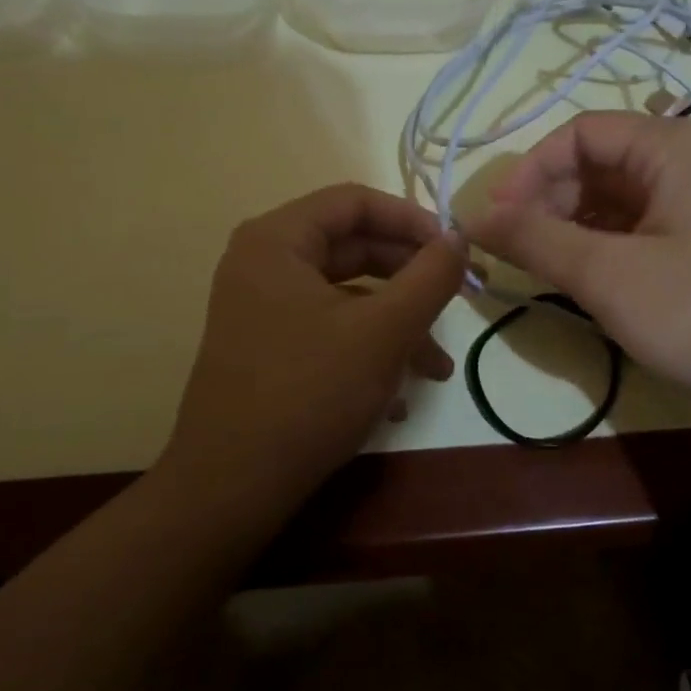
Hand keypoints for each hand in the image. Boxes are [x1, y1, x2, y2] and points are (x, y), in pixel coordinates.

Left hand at [162, 184, 465, 516]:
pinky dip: (367, 350)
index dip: (412, 219)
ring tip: (436, 369)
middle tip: (455, 302)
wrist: (231, 489)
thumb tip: (459, 238)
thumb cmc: (308, 393)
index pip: (355, 201)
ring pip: (346, 295)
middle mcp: (263, 263)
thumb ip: (430, 277)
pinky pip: (327, 329)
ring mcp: (261, 308)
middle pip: (352, 247)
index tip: (454, 251)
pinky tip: (397, 397)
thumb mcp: (384, 331)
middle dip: (409, 279)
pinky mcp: (267, 348)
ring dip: (396, 325)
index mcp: (277, 240)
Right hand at [464, 112, 690, 423]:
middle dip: (551, 201)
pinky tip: (599, 283)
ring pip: (623, 199)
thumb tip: (473, 216)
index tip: (497, 222)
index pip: (578, 134)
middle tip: (522, 254)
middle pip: (600, 162)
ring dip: (578, 228)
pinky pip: (649, 227)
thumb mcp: (610, 276)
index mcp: (672, 147)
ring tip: (554, 273)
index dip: (528, 172)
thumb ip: (537, 240)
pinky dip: (612, 247)